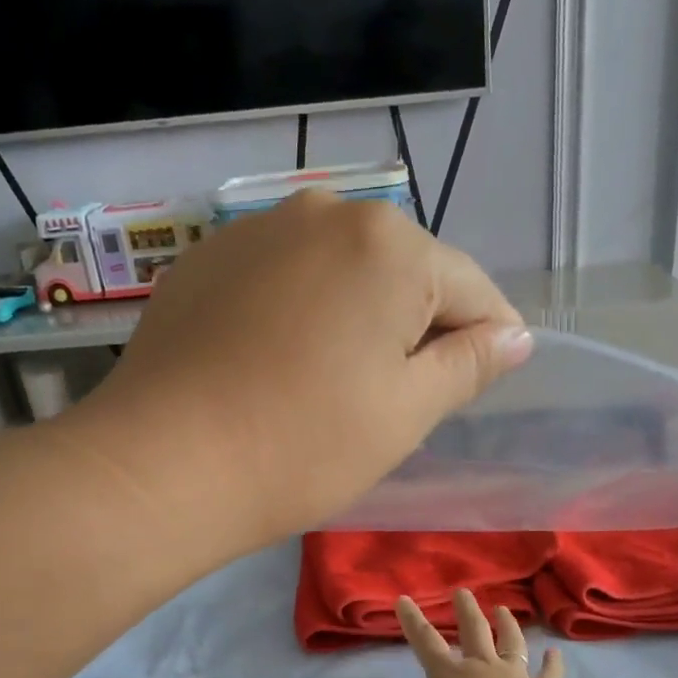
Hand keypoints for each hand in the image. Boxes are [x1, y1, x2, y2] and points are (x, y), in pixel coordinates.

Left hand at [88, 192, 532, 546]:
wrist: (162, 465)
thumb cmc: (305, 445)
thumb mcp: (407, 412)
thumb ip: (470, 364)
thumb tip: (515, 336)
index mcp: (387, 244)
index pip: (470, 288)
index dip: (489, 337)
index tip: (487, 378)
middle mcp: (324, 213)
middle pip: (404, 272)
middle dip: (417, 326)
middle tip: (401, 396)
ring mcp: (256, 230)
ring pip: (342, 273)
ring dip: (359, 318)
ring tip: (338, 382)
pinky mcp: (208, 260)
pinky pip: (285, 279)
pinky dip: (303, 313)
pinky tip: (282, 364)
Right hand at [363, 589, 565, 677]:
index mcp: (449, 674)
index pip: (426, 641)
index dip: (413, 621)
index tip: (404, 599)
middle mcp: (482, 666)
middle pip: (473, 632)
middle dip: (465, 611)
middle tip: (462, 592)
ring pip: (511, 644)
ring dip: (507, 626)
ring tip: (503, 609)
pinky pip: (548, 675)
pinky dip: (552, 664)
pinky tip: (554, 653)